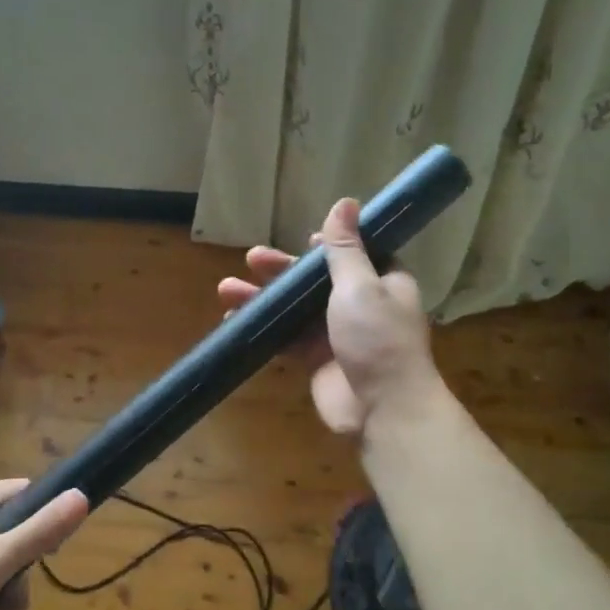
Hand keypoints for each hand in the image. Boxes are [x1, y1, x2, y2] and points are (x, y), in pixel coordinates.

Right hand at [217, 197, 441, 434]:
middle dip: (282, 270)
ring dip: (263, 297)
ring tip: (226, 289)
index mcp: (382, 282)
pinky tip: (234, 318)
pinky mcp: (315, 360)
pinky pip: (285, 338)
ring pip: (294, 308)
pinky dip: (263, 328)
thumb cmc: (376, 338)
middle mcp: (361, 305)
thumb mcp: (361, 285)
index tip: (302, 241)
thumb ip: (345, 248)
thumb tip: (346, 202)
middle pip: (315, 280)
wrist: (382, 408)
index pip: (354, 254)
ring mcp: (336, 334)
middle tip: (251, 259)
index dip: (326, 247)